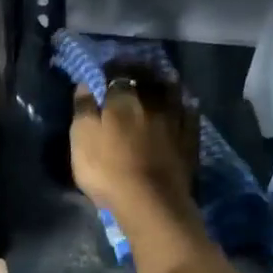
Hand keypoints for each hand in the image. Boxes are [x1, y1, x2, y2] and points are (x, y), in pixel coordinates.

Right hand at [70, 68, 198, 223]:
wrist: (150, 201)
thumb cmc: (108, 170)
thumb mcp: (82, 139)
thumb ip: (83, 109)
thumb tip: (85, 84)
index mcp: (122, 100)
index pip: (116, 75)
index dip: (110, 71)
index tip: (104, 71)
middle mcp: (151, 102)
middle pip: (147, 79)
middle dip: (139, 72)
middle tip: (132, 72)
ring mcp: (174, 120)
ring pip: (172, 92)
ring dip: (164, 84)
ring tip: (159, 83)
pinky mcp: (190, 139)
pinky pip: (190, 114)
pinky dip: (185, 106)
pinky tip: (185, 105)